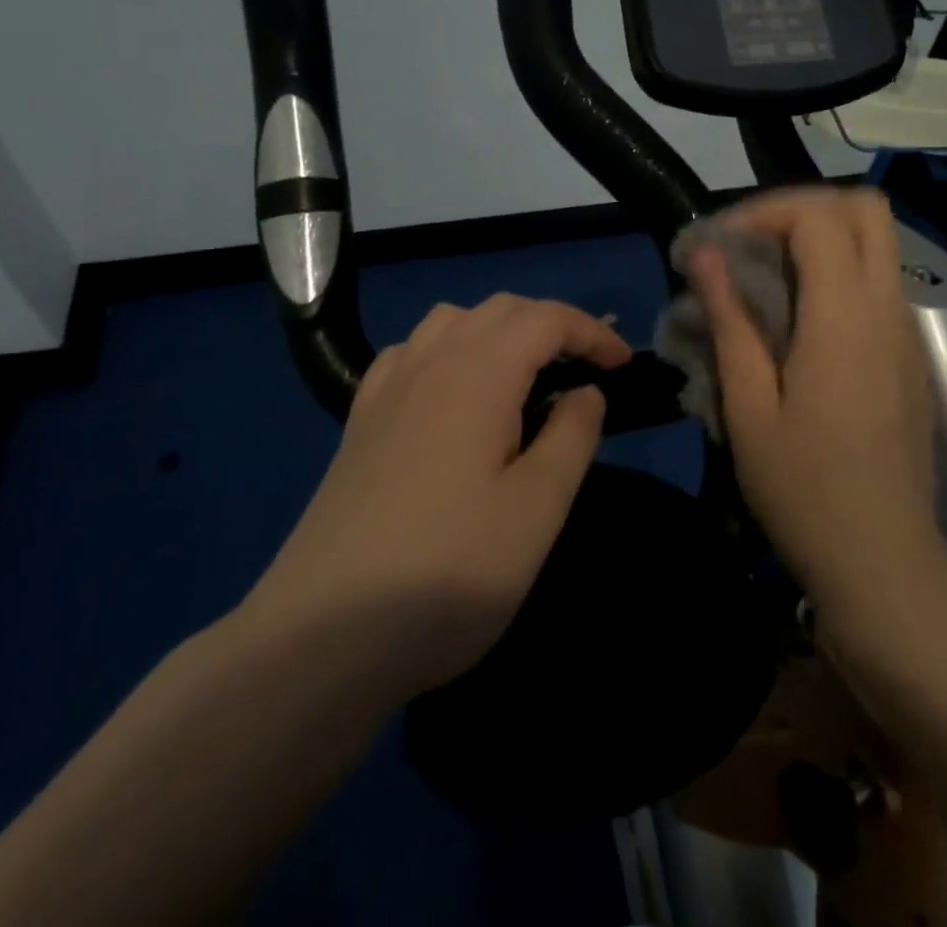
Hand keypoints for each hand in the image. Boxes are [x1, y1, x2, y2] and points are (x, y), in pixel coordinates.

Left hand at [238, 294, 629, 697]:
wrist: (323, 636)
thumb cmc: (448, 571)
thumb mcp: (536, 510)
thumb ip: (572, 437)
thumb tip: (587, 391)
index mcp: (478, 373)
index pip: (545, 319)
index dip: (591, 332)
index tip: (623, 366)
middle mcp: (430, 362)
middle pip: (500, 309)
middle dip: (551, 326)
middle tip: (585, 370)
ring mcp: (387, 389)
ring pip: (452, 321)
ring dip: (499, 331)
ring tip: (525, 377)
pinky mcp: (360, 421)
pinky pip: (412, 352)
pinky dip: (449, 350)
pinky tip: (454, 394)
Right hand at [689, 187, 941, 606]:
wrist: (883, 559)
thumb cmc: (804, 489)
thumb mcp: (749, 407)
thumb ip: (730, 320)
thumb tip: (705, 254)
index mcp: (845, 317)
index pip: (818, 216)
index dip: (764, 211)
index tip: (721, 243)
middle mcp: (886, 308)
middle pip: (865, 208)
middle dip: (803, 208)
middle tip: (752, 243)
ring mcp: (906, 329)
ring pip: (877, 241)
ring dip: (821, 236)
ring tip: (767, 274)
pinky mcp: (910, 352)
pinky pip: (879, 279)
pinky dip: (839, 269)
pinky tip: (798, 314)